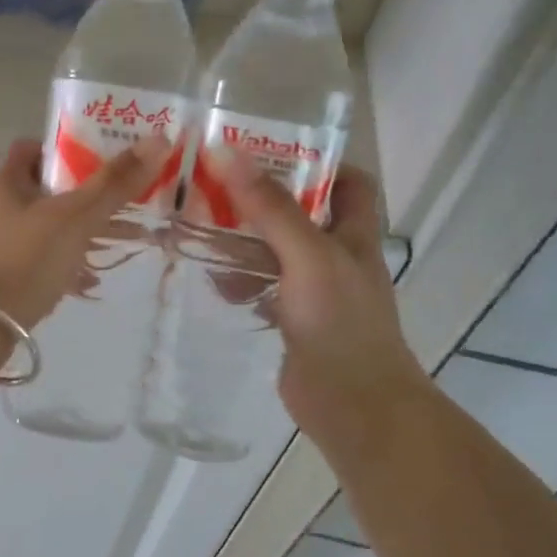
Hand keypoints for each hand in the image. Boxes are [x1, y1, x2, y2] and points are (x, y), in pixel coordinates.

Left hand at [0, 135, 173, 329]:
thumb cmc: (23, 261)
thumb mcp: (74, 218)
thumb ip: (114, 183)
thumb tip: (159, 139)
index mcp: (6, 183)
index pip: (34, 149)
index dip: (68, 149)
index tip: (103, 160)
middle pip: (46, 192)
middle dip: (88, 198)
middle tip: (128, 203)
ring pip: (46, 230)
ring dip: (81, 234)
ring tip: (124, 243)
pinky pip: (38, 264)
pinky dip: (64, 266)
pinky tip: (89, 283)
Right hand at [213, 151, 425, 430]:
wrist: (352, 404)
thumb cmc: (339, 322)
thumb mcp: (307, 254)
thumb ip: (270, 207)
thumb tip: (227, 152)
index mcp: (354, 235)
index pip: (349, 182)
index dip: (318, 162)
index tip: (270, 153)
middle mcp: (337, 259)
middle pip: (302, 215)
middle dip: (263, 200)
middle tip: (215, 187)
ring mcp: (315, 293)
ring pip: (276, 254)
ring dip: (244, 242)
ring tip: (201, 228)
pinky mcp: (293, 323)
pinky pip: (263, 290)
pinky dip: (239, 282)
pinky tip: (213, 282)